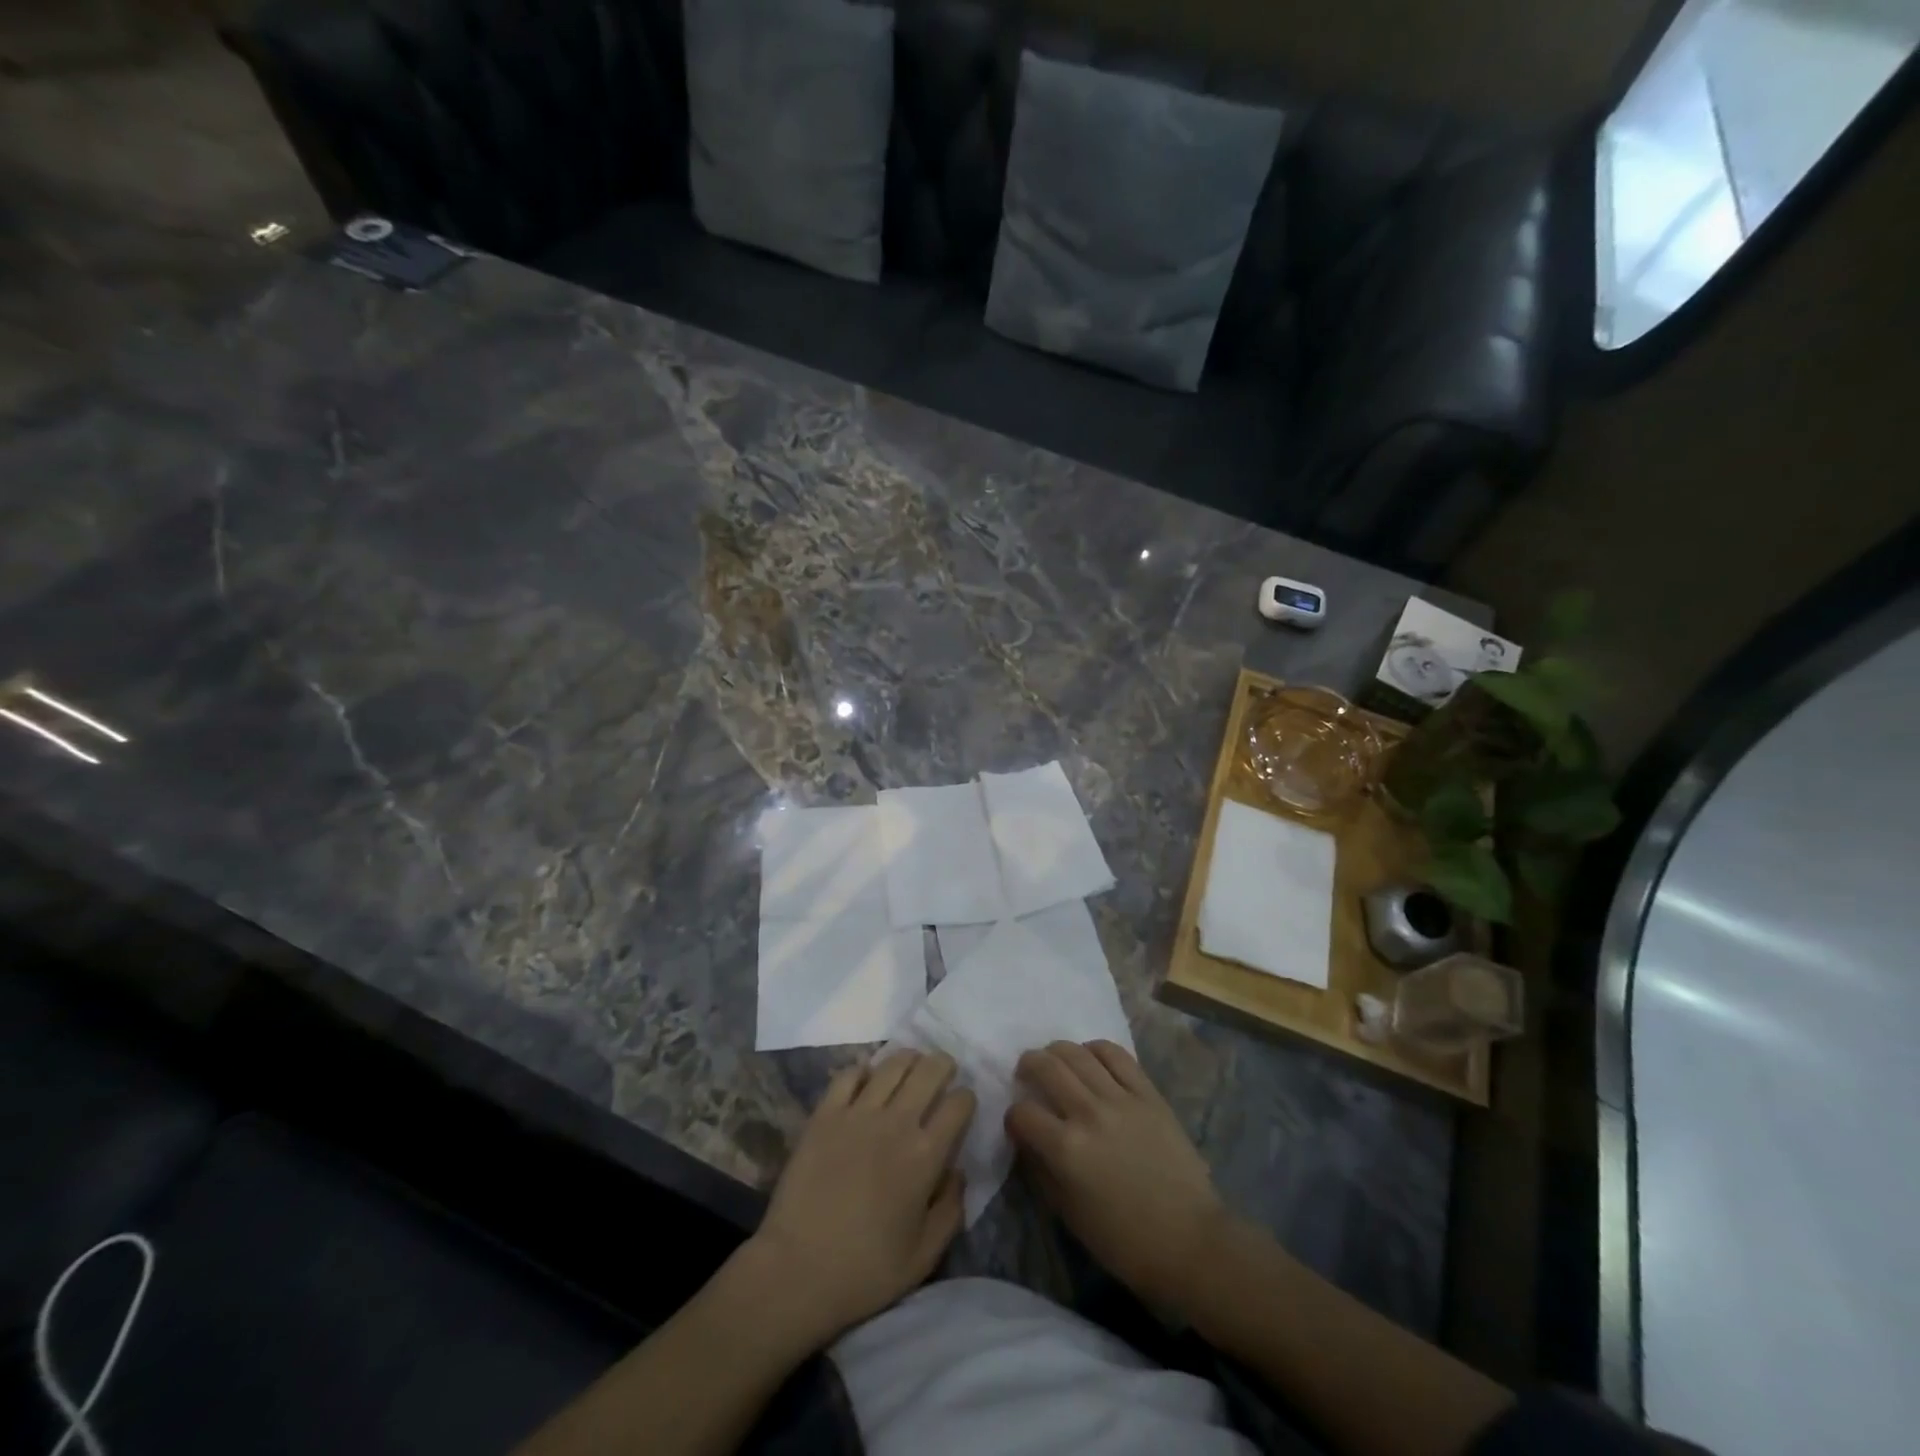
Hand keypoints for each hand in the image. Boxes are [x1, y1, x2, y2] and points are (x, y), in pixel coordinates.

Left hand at [745, 1050, 974, 1348]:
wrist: (796, 1271)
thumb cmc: (865, 1271)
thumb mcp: (924, 1256)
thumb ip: (952, 1209)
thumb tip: (959, 1171)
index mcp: (925, 1155)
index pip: (959, 1103)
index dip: (966, 1099)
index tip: (962, 1107)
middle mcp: (896, 1122)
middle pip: (929, 1070)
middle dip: (942, 1065)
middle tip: (942, 1072)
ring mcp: (857, 1113)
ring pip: (892, 1063)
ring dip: (908, 1059)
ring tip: (911, 1066)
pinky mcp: (825, 1113)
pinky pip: (849, 1074)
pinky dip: (863, 1071)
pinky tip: (867, 1080)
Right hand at [1007, 1040, 1227, 1316]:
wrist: (1189, 1240)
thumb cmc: (1124, 1241)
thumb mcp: (1069, 1215)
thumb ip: (1041, 1172)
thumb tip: (1027, 1142)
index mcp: (1066, 1150)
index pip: (1022, 1113)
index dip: (1013, 1116)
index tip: (1018, 1123)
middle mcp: (1088, 1114)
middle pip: (1046, 1067)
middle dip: (1028, 1065)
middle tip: (1026, 1072)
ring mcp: (1120, 1099)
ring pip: (1077, 1053)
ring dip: (1057, 1051)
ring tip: (1054, 1059)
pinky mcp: (1148, 1093)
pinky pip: (1116, 1055)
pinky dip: (1096, 1049)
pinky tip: (1090, 1057)